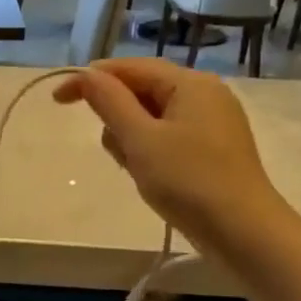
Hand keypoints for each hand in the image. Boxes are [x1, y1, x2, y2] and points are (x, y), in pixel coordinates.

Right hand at [53, 59, 280, 246]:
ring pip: (153, 118)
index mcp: (190, 83)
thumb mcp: (140, 140)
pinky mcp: (214, 149)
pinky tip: (153, 178)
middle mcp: (205, 94)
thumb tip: (86, 75)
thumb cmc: (188, 181)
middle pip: (142, 91)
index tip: (57, 100)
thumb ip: (110, 102)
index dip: (90, 80)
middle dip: (118, 119)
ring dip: (134, 140)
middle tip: (118, 154)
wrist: (243, 232)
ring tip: (140, 172)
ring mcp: (213, 122)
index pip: (130, 68)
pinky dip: (151, 152)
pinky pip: (169, 138)